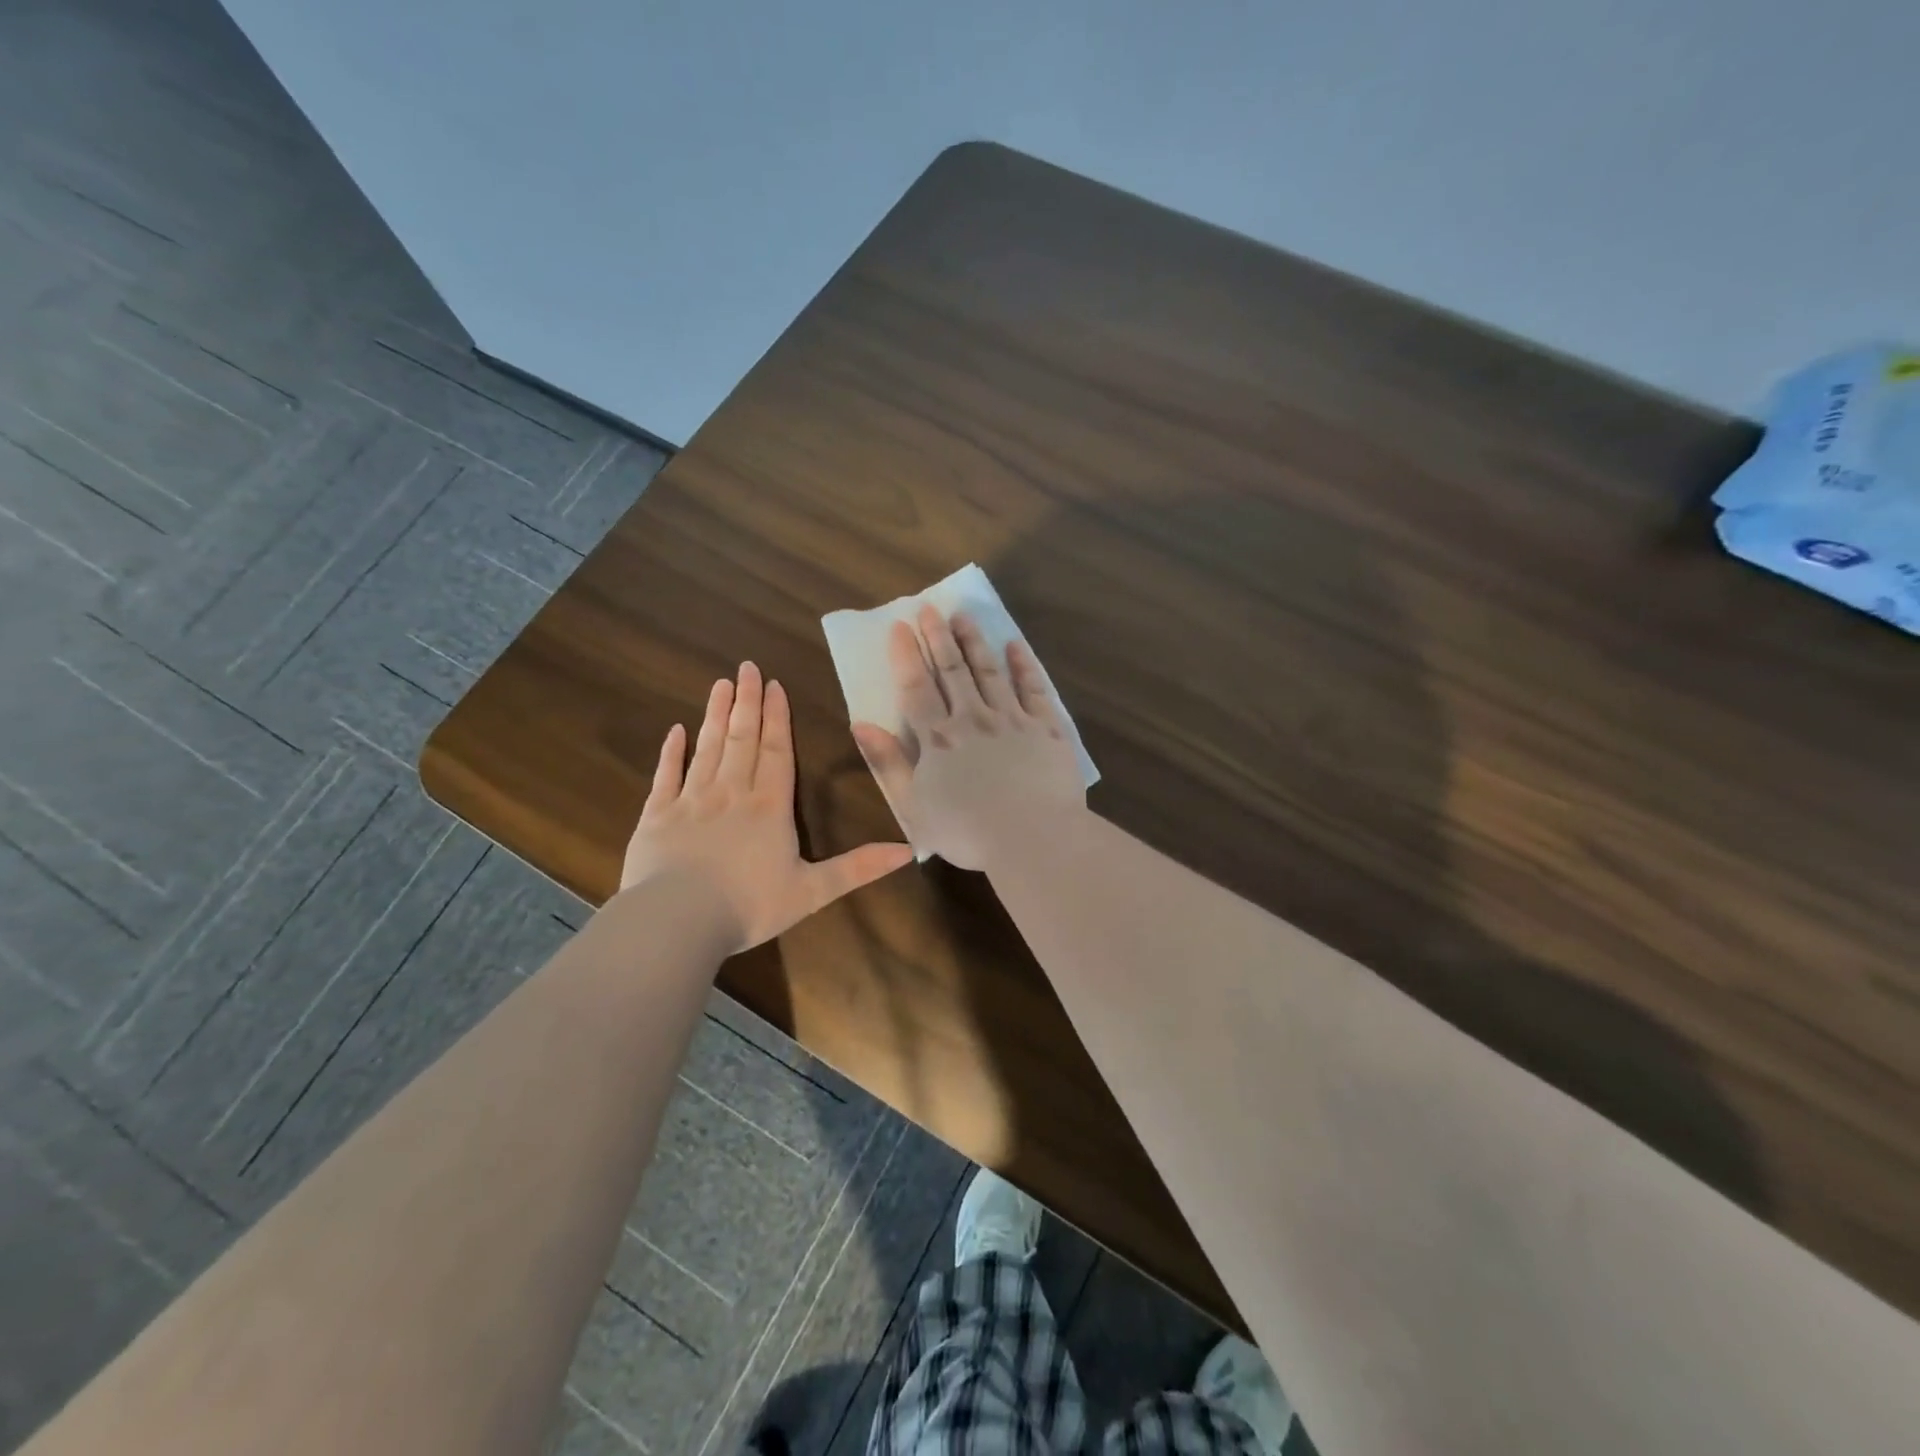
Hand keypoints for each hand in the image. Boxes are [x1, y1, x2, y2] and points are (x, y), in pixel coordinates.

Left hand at [622, 662, 912, 950]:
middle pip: (742, 739)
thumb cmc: (748, 905)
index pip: (776, 751)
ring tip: (720, 685)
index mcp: (769, 806)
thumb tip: (909, 851)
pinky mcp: (657, 815)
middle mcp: (731, 792)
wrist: (677, 921)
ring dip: (715, 715)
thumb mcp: (813, 891)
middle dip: (747, 702)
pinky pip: (666, 775)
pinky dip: (671, 752)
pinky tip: (675, 731)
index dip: (777, 717)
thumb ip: (858, 868)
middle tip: (746, 667)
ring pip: (707, 747)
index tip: (775, 685)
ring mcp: (691, 800)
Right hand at [851, 605, 1085, 869]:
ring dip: (975, 642)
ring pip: (989, 671)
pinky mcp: (1046, 728)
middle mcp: (973, 718)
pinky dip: (1023, 665)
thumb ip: (888, 763)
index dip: (906, 656)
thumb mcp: (913, 805)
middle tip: (930, 609)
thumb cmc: (967, 831)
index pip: (916, 688)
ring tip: (964, 617)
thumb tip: (861, 724)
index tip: (900, 626)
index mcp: (938, 738)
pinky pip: (1033, 688)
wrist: (1033, 837)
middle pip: (952, 671)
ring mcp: (1012, 719)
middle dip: (938, 637)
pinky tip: (1014, 646)